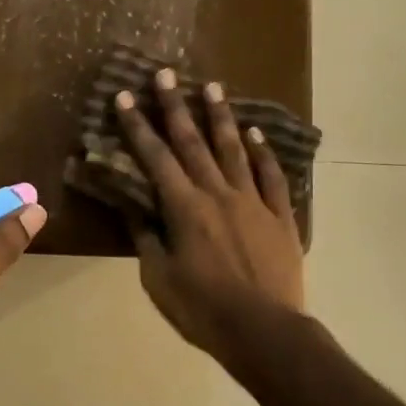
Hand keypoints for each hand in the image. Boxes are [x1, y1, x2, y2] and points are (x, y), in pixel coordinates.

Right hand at [114, 69, 304, 363]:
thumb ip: (146, 237)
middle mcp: (218, 194)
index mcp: (184, 209)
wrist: (263, 331)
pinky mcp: (280, 217)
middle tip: (167, 74)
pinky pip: (272, 177)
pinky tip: (256, 134)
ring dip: (221, 117)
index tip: (124, 97)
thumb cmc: (202, 310)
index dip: (138, 127)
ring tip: (213, 86)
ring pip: (234, 150)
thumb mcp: (159, 278)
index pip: (155, 158)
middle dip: (176, 107)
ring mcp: (253, 202)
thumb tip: (133, 206)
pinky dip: (263, 153)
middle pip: (194, 143)